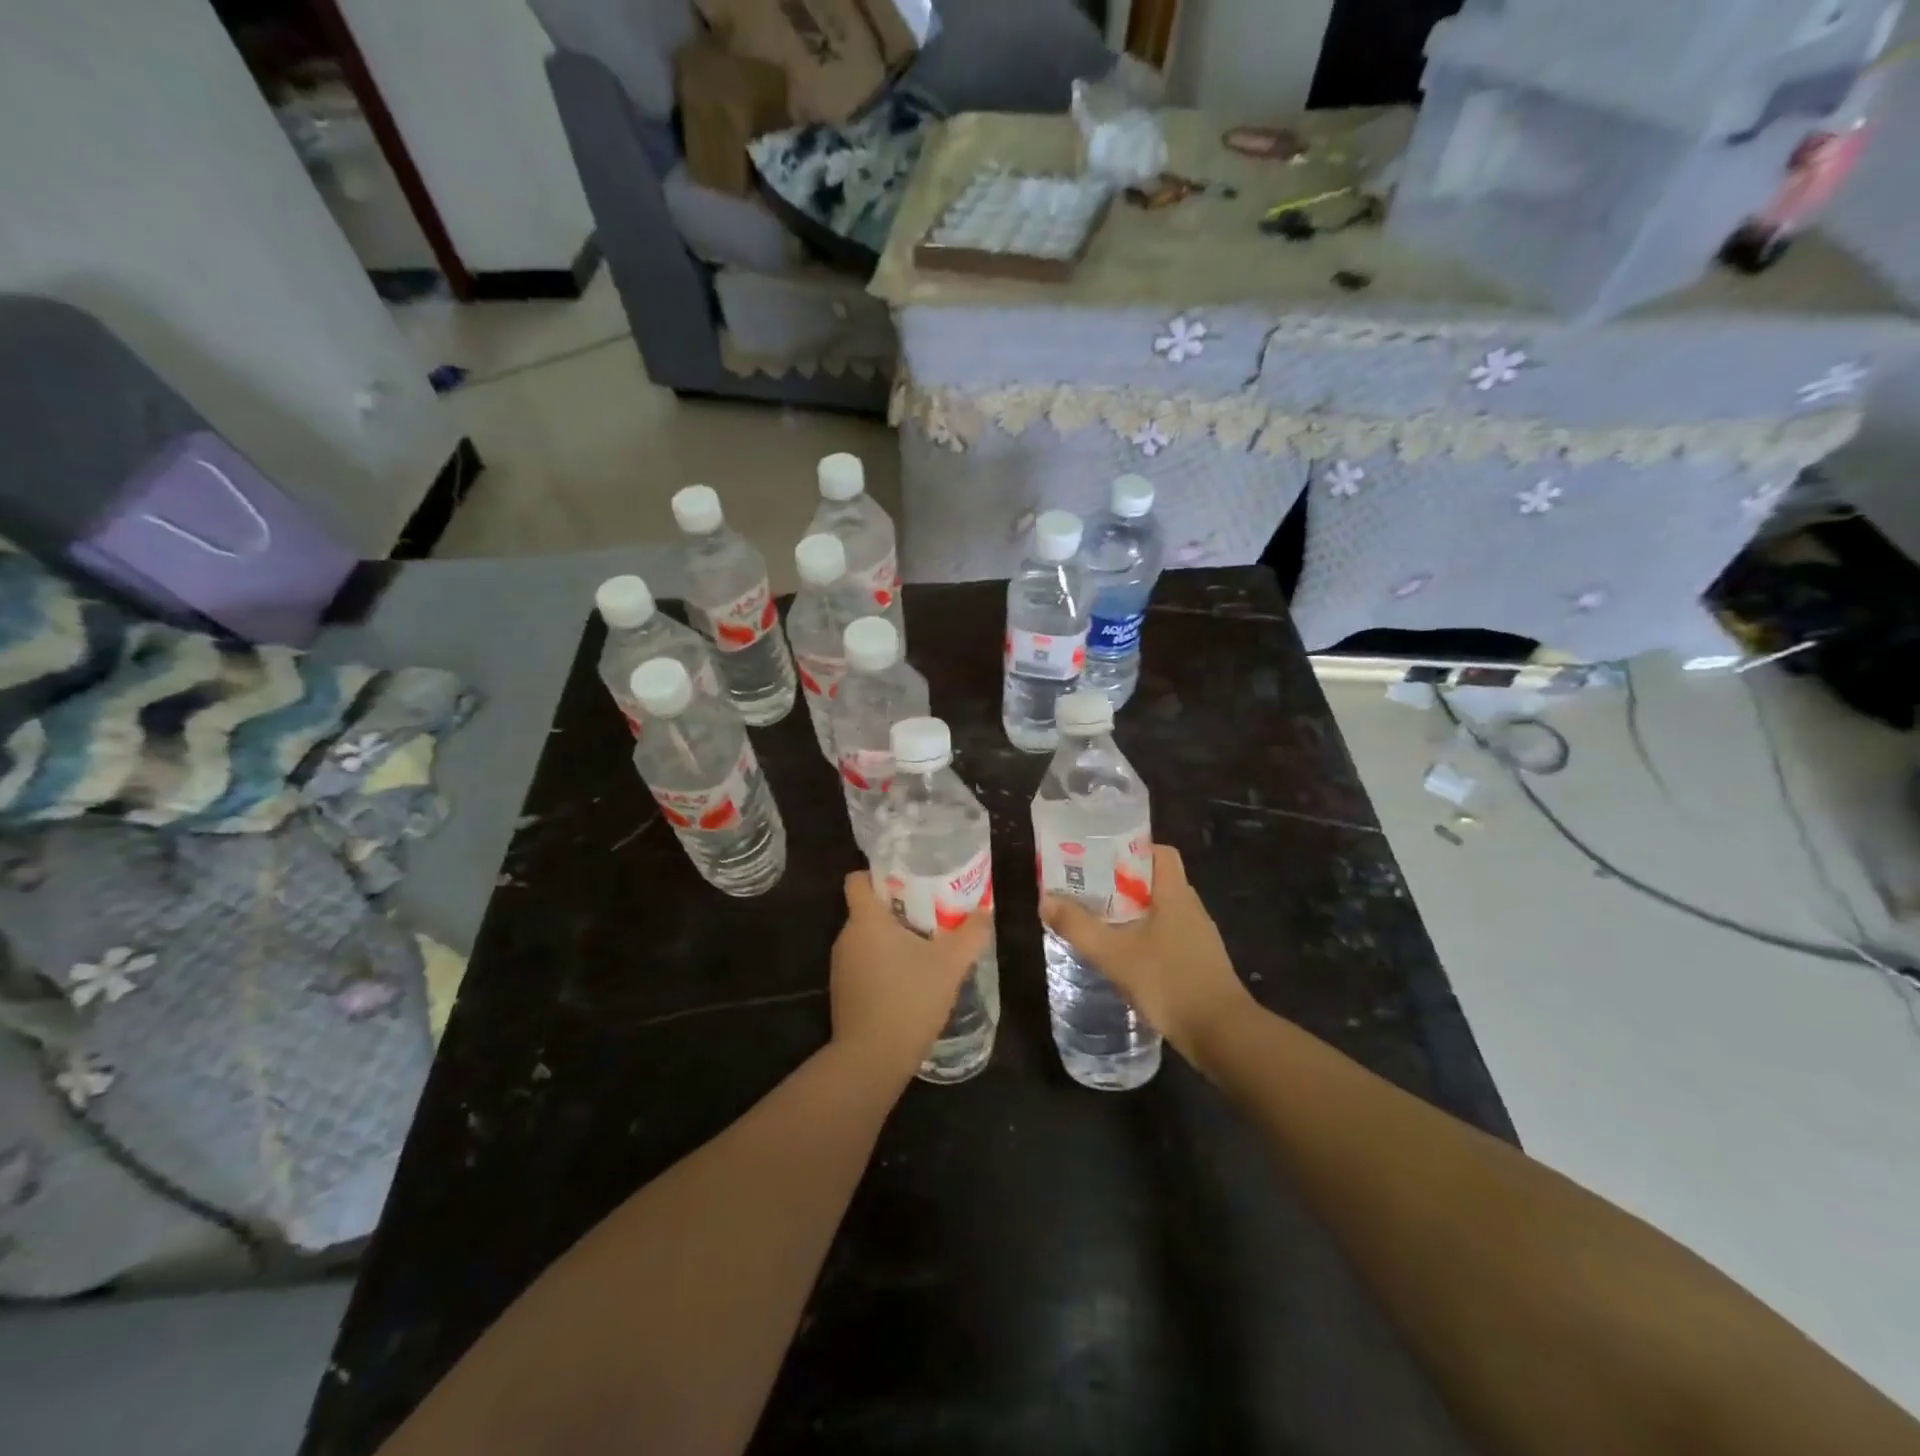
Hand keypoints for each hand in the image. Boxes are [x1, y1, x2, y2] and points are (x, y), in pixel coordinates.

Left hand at [829, 872, 991, 1085]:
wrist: (872, 1060)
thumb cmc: (909, 999)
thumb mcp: (950, 964)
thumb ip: (971, 934)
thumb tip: (986, 911)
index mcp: (866, 920)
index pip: (858, 879)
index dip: (879, 874)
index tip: (909, 879)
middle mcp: (846, 937)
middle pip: (869, 908)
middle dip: (899, 907)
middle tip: (933, 911)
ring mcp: (841, 967)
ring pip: (868, 938)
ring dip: (894, 938)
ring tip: (927, 945)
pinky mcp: (844, 992)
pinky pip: (865, 963)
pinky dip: (885, 964)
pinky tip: (912, 979)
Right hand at [1041, 844, 1250, 1059]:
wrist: (1222, 1035)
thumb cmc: (1169, 982)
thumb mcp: (1115, 954)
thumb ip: (1078, 927)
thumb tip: (1045, 900)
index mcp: (1176, 894)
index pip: (1159, 852)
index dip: (1130, 849)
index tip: (1099, 857)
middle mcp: (1191, 908)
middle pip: (1155, 880)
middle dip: (1120, 882)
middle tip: (1087, 889)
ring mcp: (1198, 937)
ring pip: (1159, 910)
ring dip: (1130, 912)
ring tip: (1097, 920)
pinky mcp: (1198, 962)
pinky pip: (1166, 935)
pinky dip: (1143, 937)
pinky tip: (1122, 955)